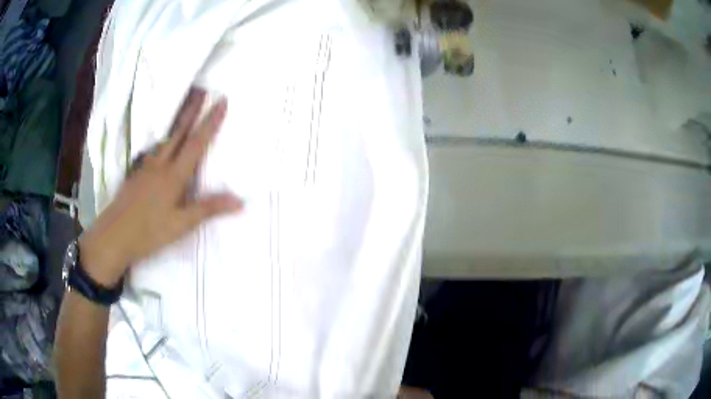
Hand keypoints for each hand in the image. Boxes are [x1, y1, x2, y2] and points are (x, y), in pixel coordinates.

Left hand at [79, 87, 242, 286]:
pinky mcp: (136, 175)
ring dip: (177, 123)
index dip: (210, 122)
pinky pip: (153, 152)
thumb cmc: (148, 232)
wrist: (113, 236)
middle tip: (201, 89)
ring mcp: (145, 168)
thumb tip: (240, 201)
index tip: (222, 101)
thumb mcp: (181, 225)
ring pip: (165, 140)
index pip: (196, 143)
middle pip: (178, 132)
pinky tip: (162, 146)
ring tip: (185, 110)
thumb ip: (208, 209)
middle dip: (191, 109)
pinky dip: (163, 141)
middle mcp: (160, 165)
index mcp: (173, 176)